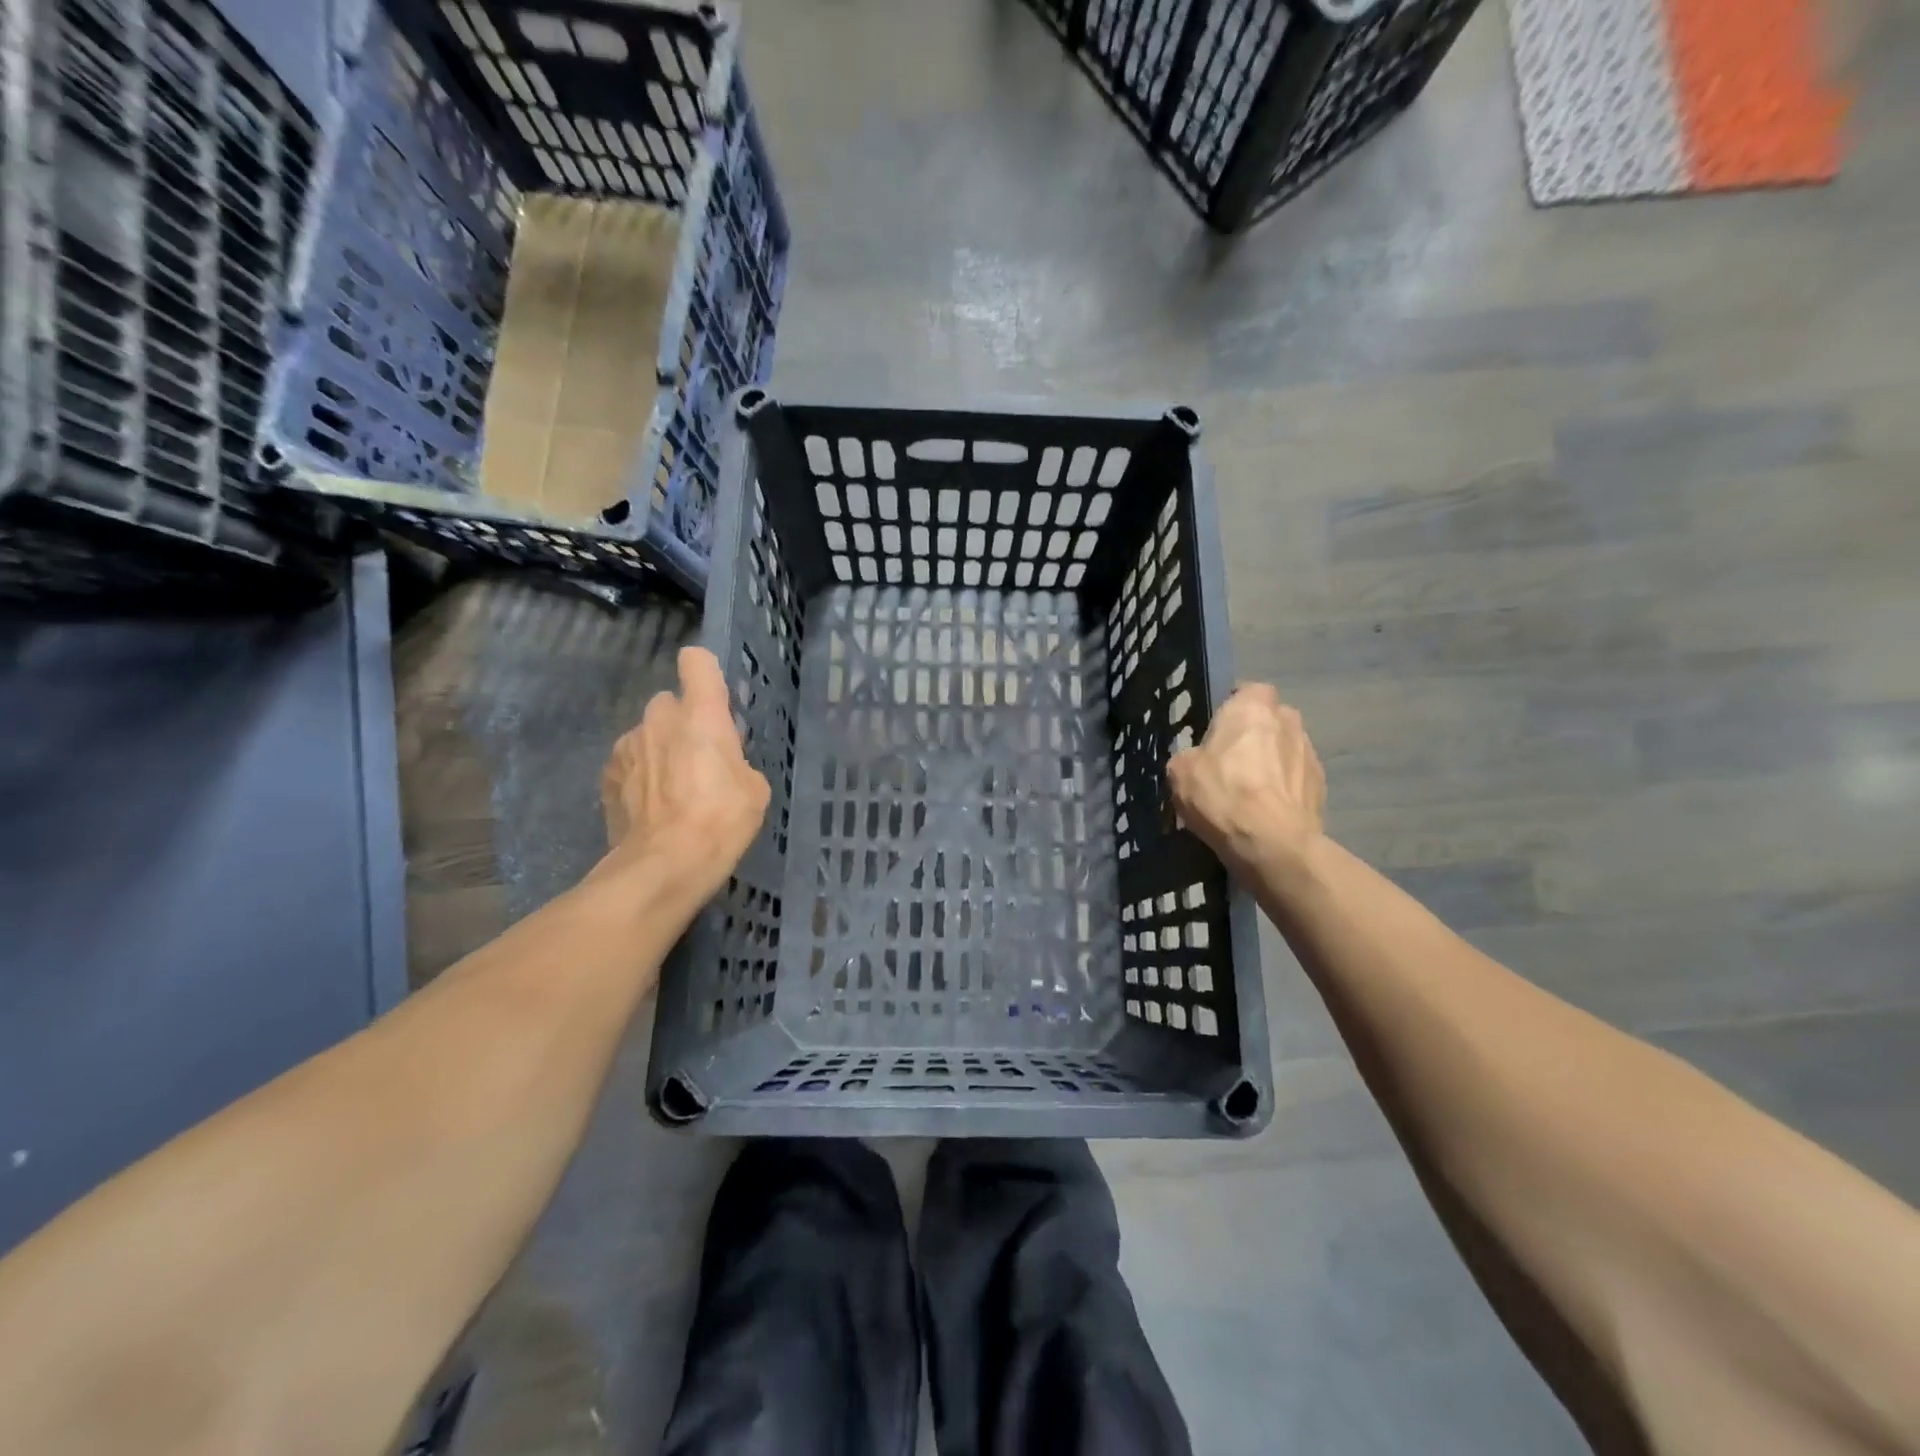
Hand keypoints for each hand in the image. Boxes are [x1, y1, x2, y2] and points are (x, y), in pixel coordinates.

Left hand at [598, 646, 769, 895]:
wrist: (664, 864)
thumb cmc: (721, 820)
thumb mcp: (754, 789)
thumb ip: (737, 760)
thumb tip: (722, 761)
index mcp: (701, 714)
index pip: (696, 662)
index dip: (704, 674)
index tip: (713, 697)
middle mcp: (659, 718)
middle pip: (670, 702)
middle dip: (683, 722)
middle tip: (699, 758)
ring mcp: (627, 745)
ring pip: (647, 734)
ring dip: (659, 750)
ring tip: (673, 790)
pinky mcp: (607, 775)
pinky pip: (629, 762)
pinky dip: (640, 775)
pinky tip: (651, 806)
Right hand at [1168, 683, 1325, 874]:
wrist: (1273, 842)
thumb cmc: (1222, 794)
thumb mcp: (1179, 772)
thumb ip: (1189, 755)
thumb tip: (1197, 761)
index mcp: (1252, 707)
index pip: (1249, 690)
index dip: (1235, 706)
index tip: (1219, 729)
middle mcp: (1288, 720)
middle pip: (1270, 719)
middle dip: (1256, 734)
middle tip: (1232, 761)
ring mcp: (1310, 752)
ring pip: (1286, 748)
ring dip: (1272, 762)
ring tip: (1251, 792)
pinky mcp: (1322, 785)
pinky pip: (1297, 778)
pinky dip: (1284, 789)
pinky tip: (1267, 811)